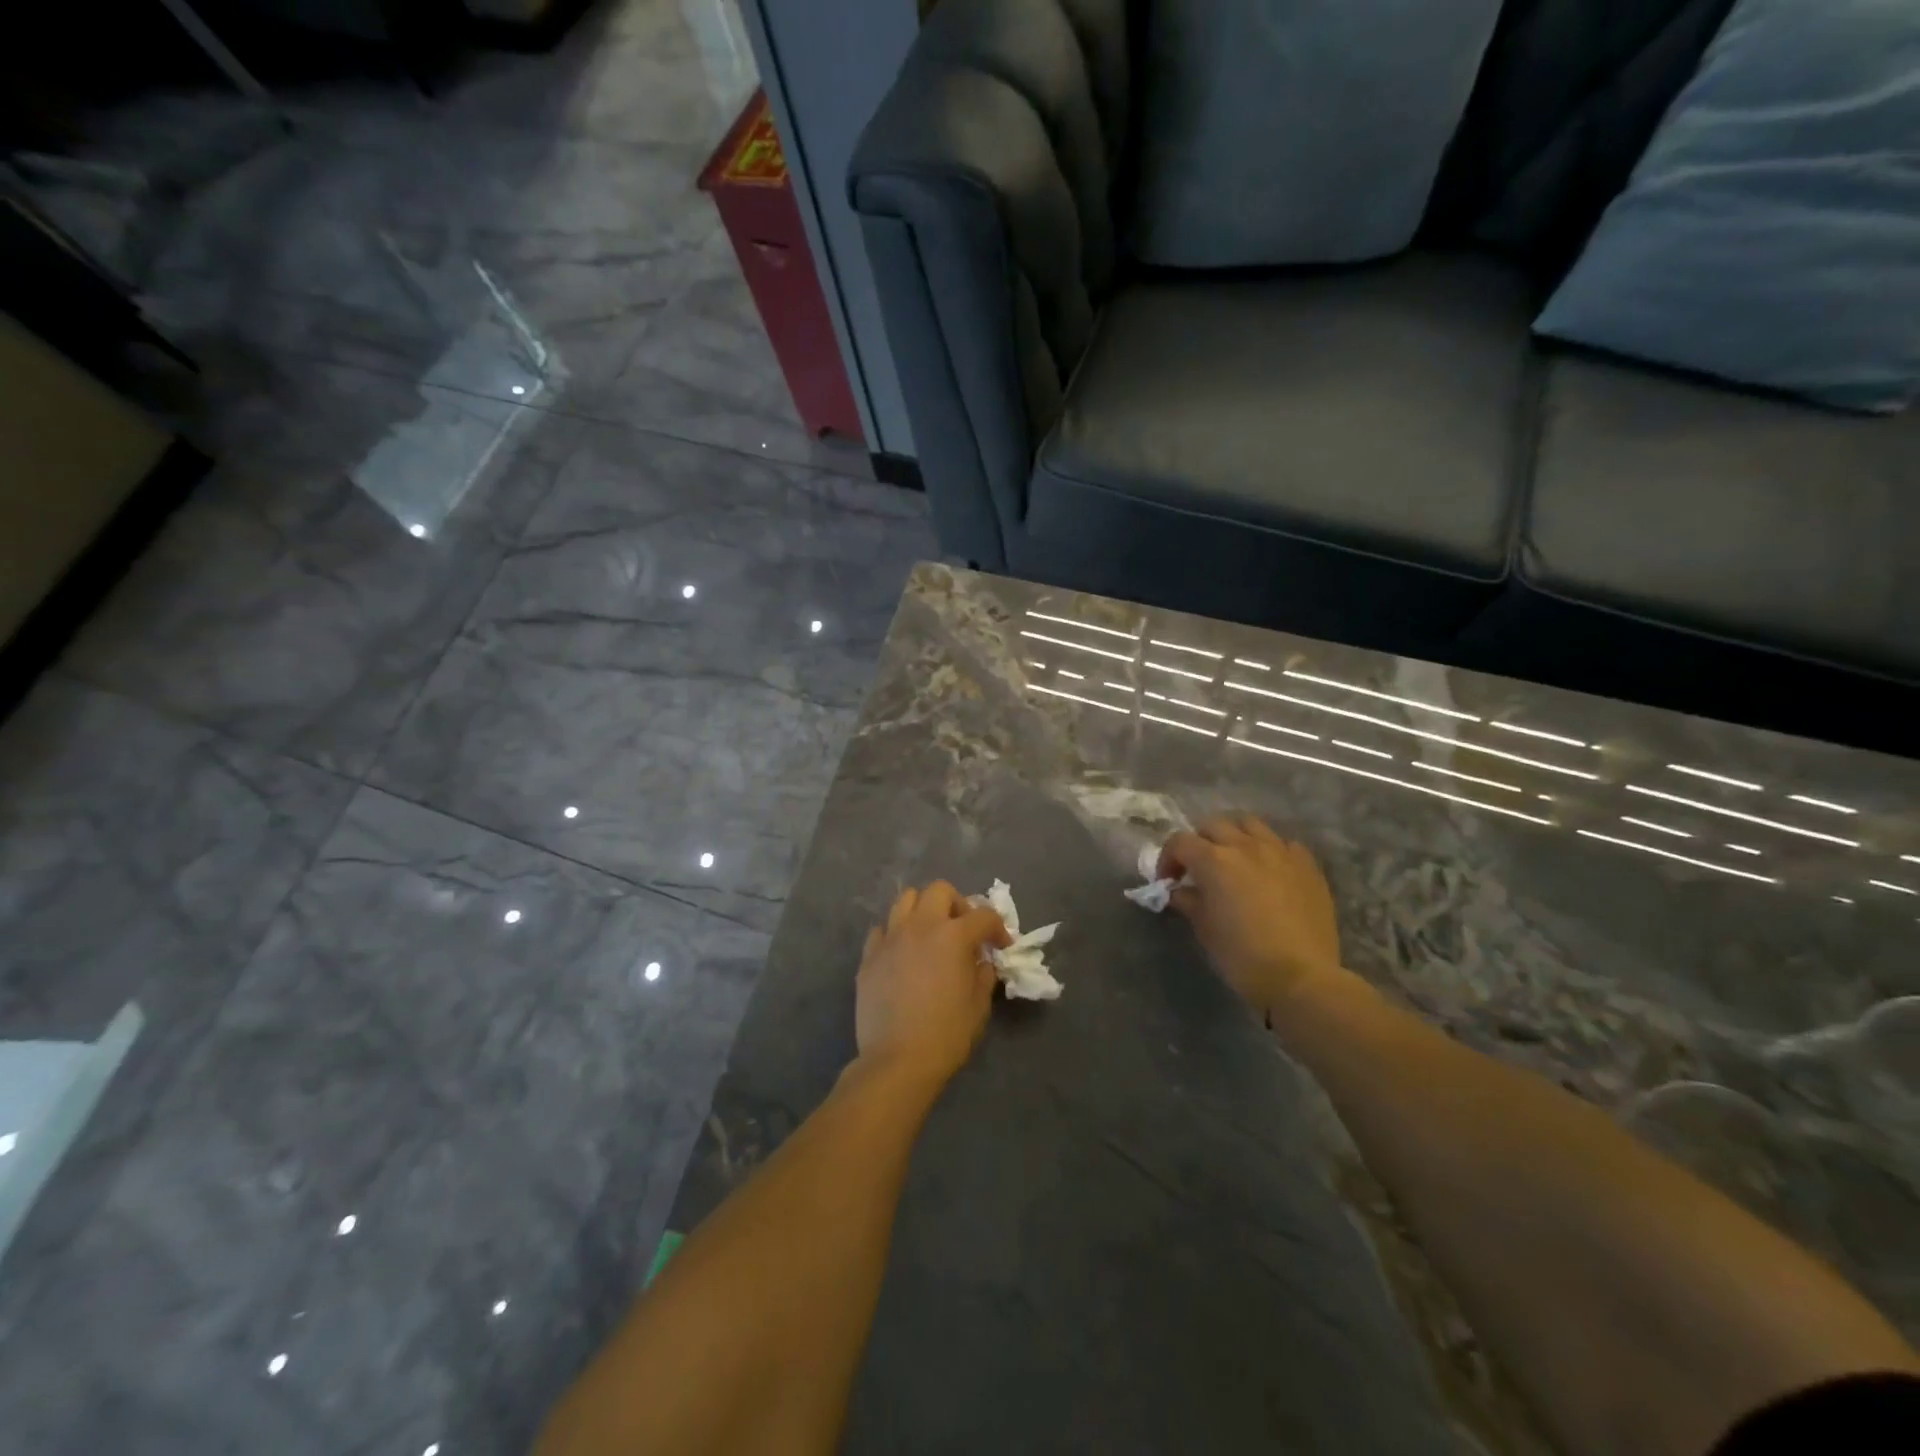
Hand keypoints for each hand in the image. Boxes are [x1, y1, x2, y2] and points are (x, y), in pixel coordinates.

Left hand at [855, 882, 1010, 1085]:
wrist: (897, 1061)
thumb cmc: (946, 1035)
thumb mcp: (979, 1006)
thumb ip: (983, 974)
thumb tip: (980, 961)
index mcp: (953, 936)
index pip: (984, 916)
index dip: (998, 928)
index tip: (1001, 945)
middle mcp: (920, 926)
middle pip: (940, 890)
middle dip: (957, 904)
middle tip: (963, 930)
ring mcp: (890, 938)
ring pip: (906, 900)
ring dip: (923, 910)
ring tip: (930, 934)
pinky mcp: (869, 956)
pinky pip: (882, 930)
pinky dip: (895, 934)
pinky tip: (902, 954)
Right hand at [1158, 817, 1345, 1015]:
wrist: (1301, 977)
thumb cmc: (1243, 956)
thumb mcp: (1204, 929)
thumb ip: (1188, 901)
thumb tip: (1179, 891)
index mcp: (1214, 860)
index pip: (1180, 842)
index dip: (1168, 859)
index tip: (1169, 881)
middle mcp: (1245, 846)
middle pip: (1213, 825)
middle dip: (1199, 842)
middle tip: (1198, 868)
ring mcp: (1280, 852)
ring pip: (1250, 824)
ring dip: (1235, 836)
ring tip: (1234, 859)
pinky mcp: (1307, 865)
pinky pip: (1284, 843)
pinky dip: (1270, 850)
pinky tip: (1270, 871)